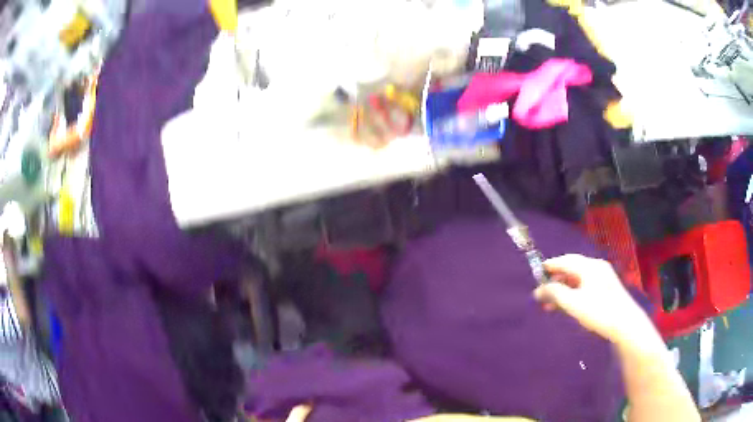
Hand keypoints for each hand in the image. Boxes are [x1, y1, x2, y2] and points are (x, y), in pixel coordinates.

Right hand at [533, 254, 654, 346]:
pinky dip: (574, 293)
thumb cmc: (598, 311)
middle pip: (572, 269)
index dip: (550, 265)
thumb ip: (555, 294)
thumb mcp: (573, 303)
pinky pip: (585, 286)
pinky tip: (568, 305)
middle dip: (556, 280)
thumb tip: (538, 290)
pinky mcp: (607, 289)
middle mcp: (596, 267)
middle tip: (543, 292)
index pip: (565, 260)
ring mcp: (603, 277)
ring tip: (551, 304)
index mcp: (589, 266)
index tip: (537, 271)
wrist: (624, 323)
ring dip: (564, 289)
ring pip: (578, 279)